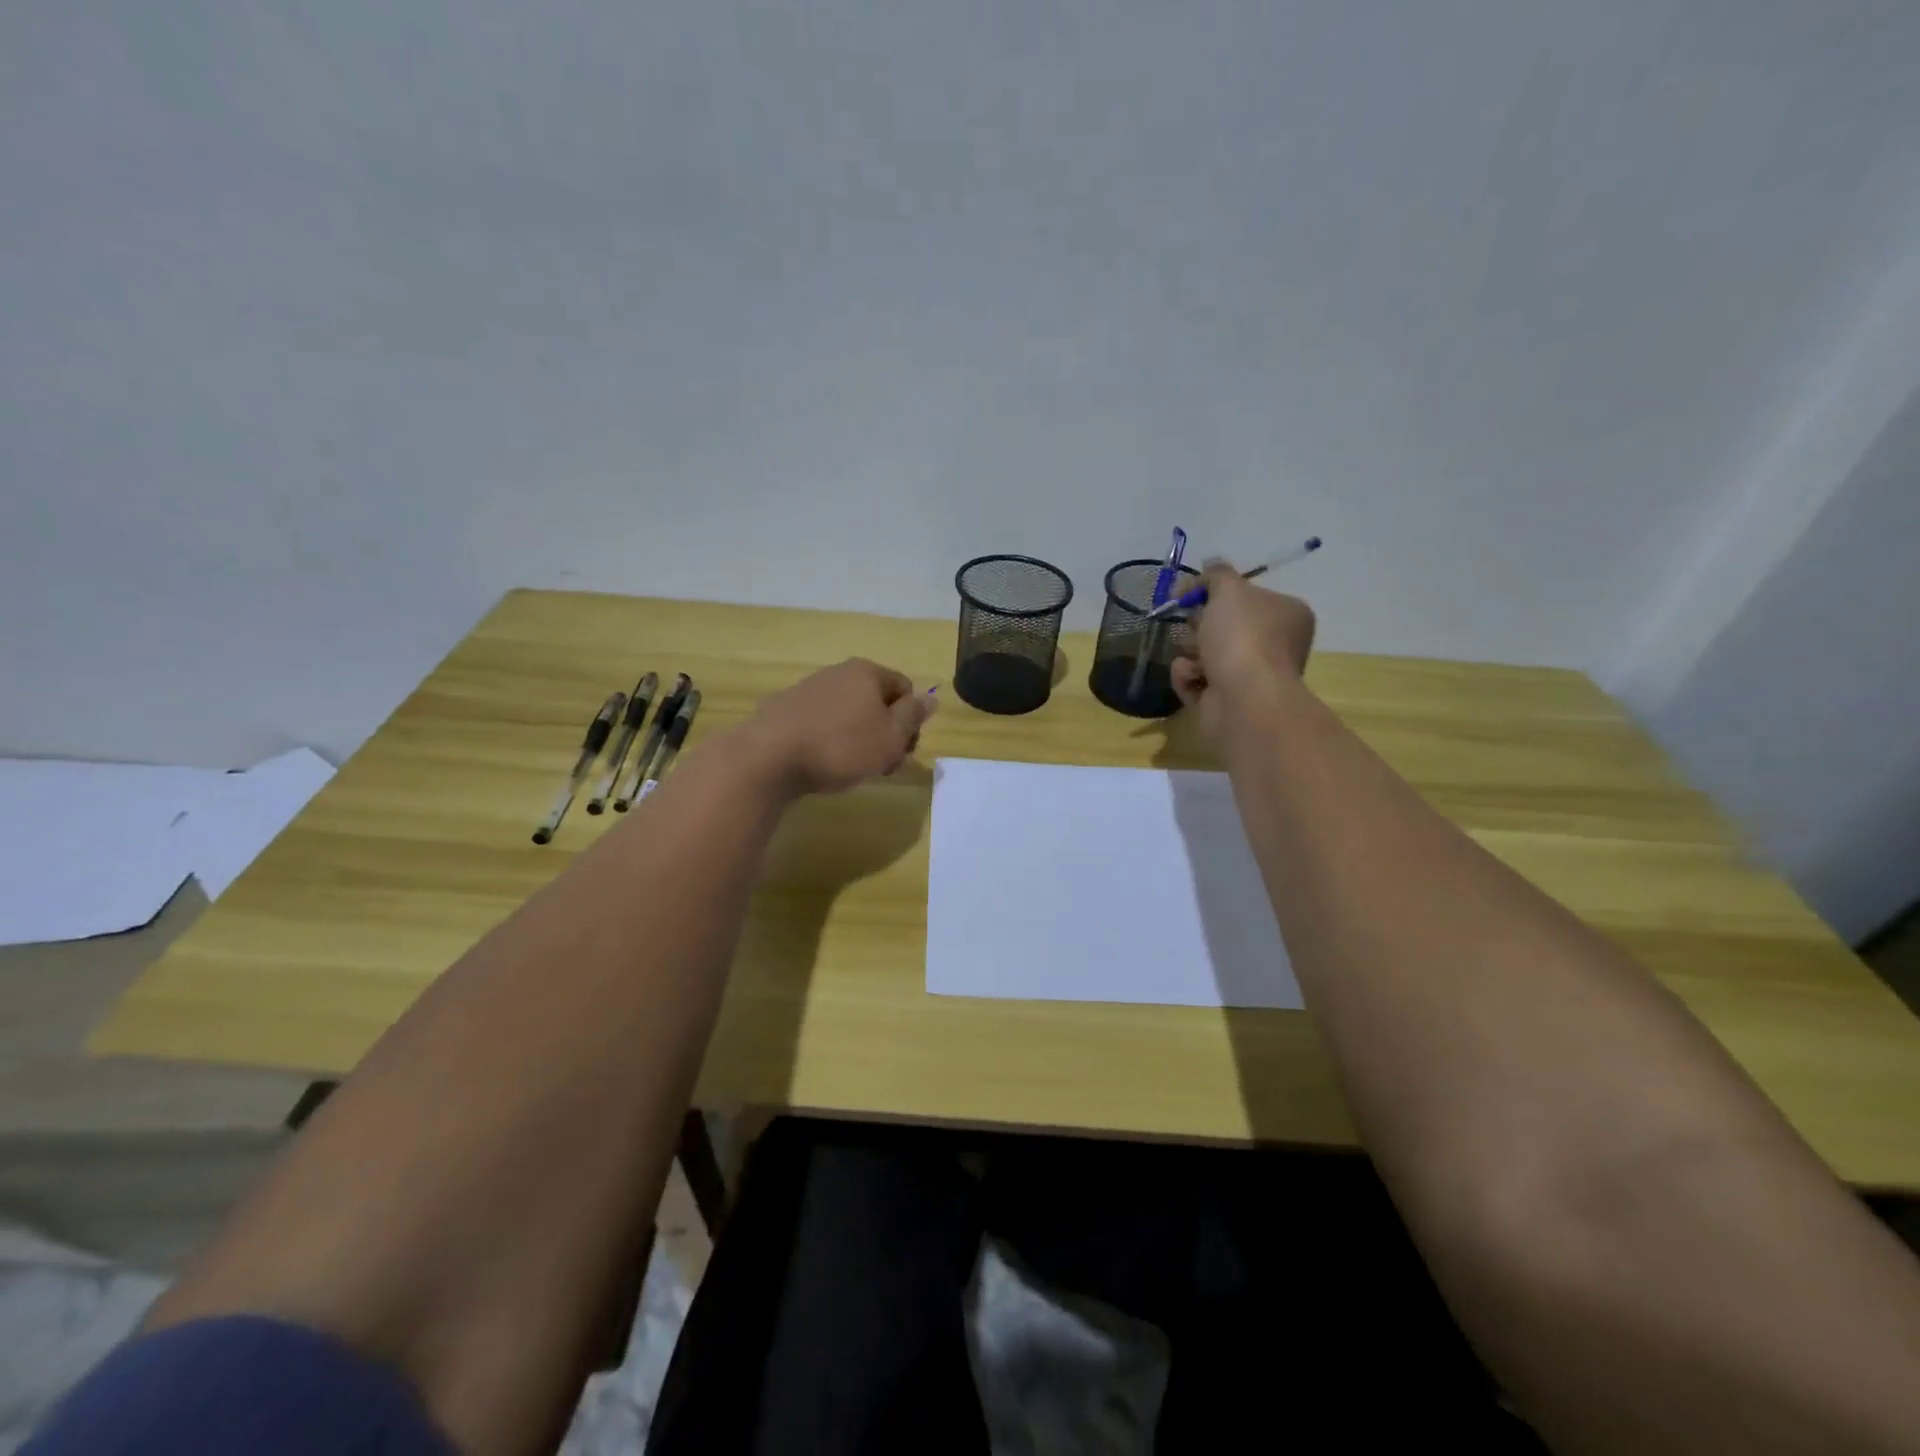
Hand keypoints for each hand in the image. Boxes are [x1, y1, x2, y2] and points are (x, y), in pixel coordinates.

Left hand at [736, 658, 935, 797]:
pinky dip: (831, 741)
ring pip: (849, 714)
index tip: (903, 752)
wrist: (769, 757)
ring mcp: (808, 690)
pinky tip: (823, 764)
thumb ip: (914, 715)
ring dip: (860, 740)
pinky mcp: (785, 711)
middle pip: (877, 702)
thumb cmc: (841, 746)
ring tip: (853, 770)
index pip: (905, 689)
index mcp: (867, 672)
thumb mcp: (891, 736)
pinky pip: (822, 724)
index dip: (912, 722)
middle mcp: (838, 673)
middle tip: (883, 766)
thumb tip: (931, 697)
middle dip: (886, 733)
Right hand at [1171, 562, 1315, 740]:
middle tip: (1192, 625)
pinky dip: (1188, 677)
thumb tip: (1211, 563)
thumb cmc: (1243, 638)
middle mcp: (1274, 645)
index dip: (1215, 592)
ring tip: (1193, 658)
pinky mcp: (1228, 701)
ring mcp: (1252, 676)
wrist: (1244, 700)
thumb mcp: (1228, 590)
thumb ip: (1216, 574)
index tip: (1188, 593)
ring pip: (1207, 654)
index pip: (1247, 596)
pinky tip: (1191, 678)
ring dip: (1191, 652)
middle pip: (1224, 625)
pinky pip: (1197, 680)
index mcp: (1286, 614)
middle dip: (1200, 625)